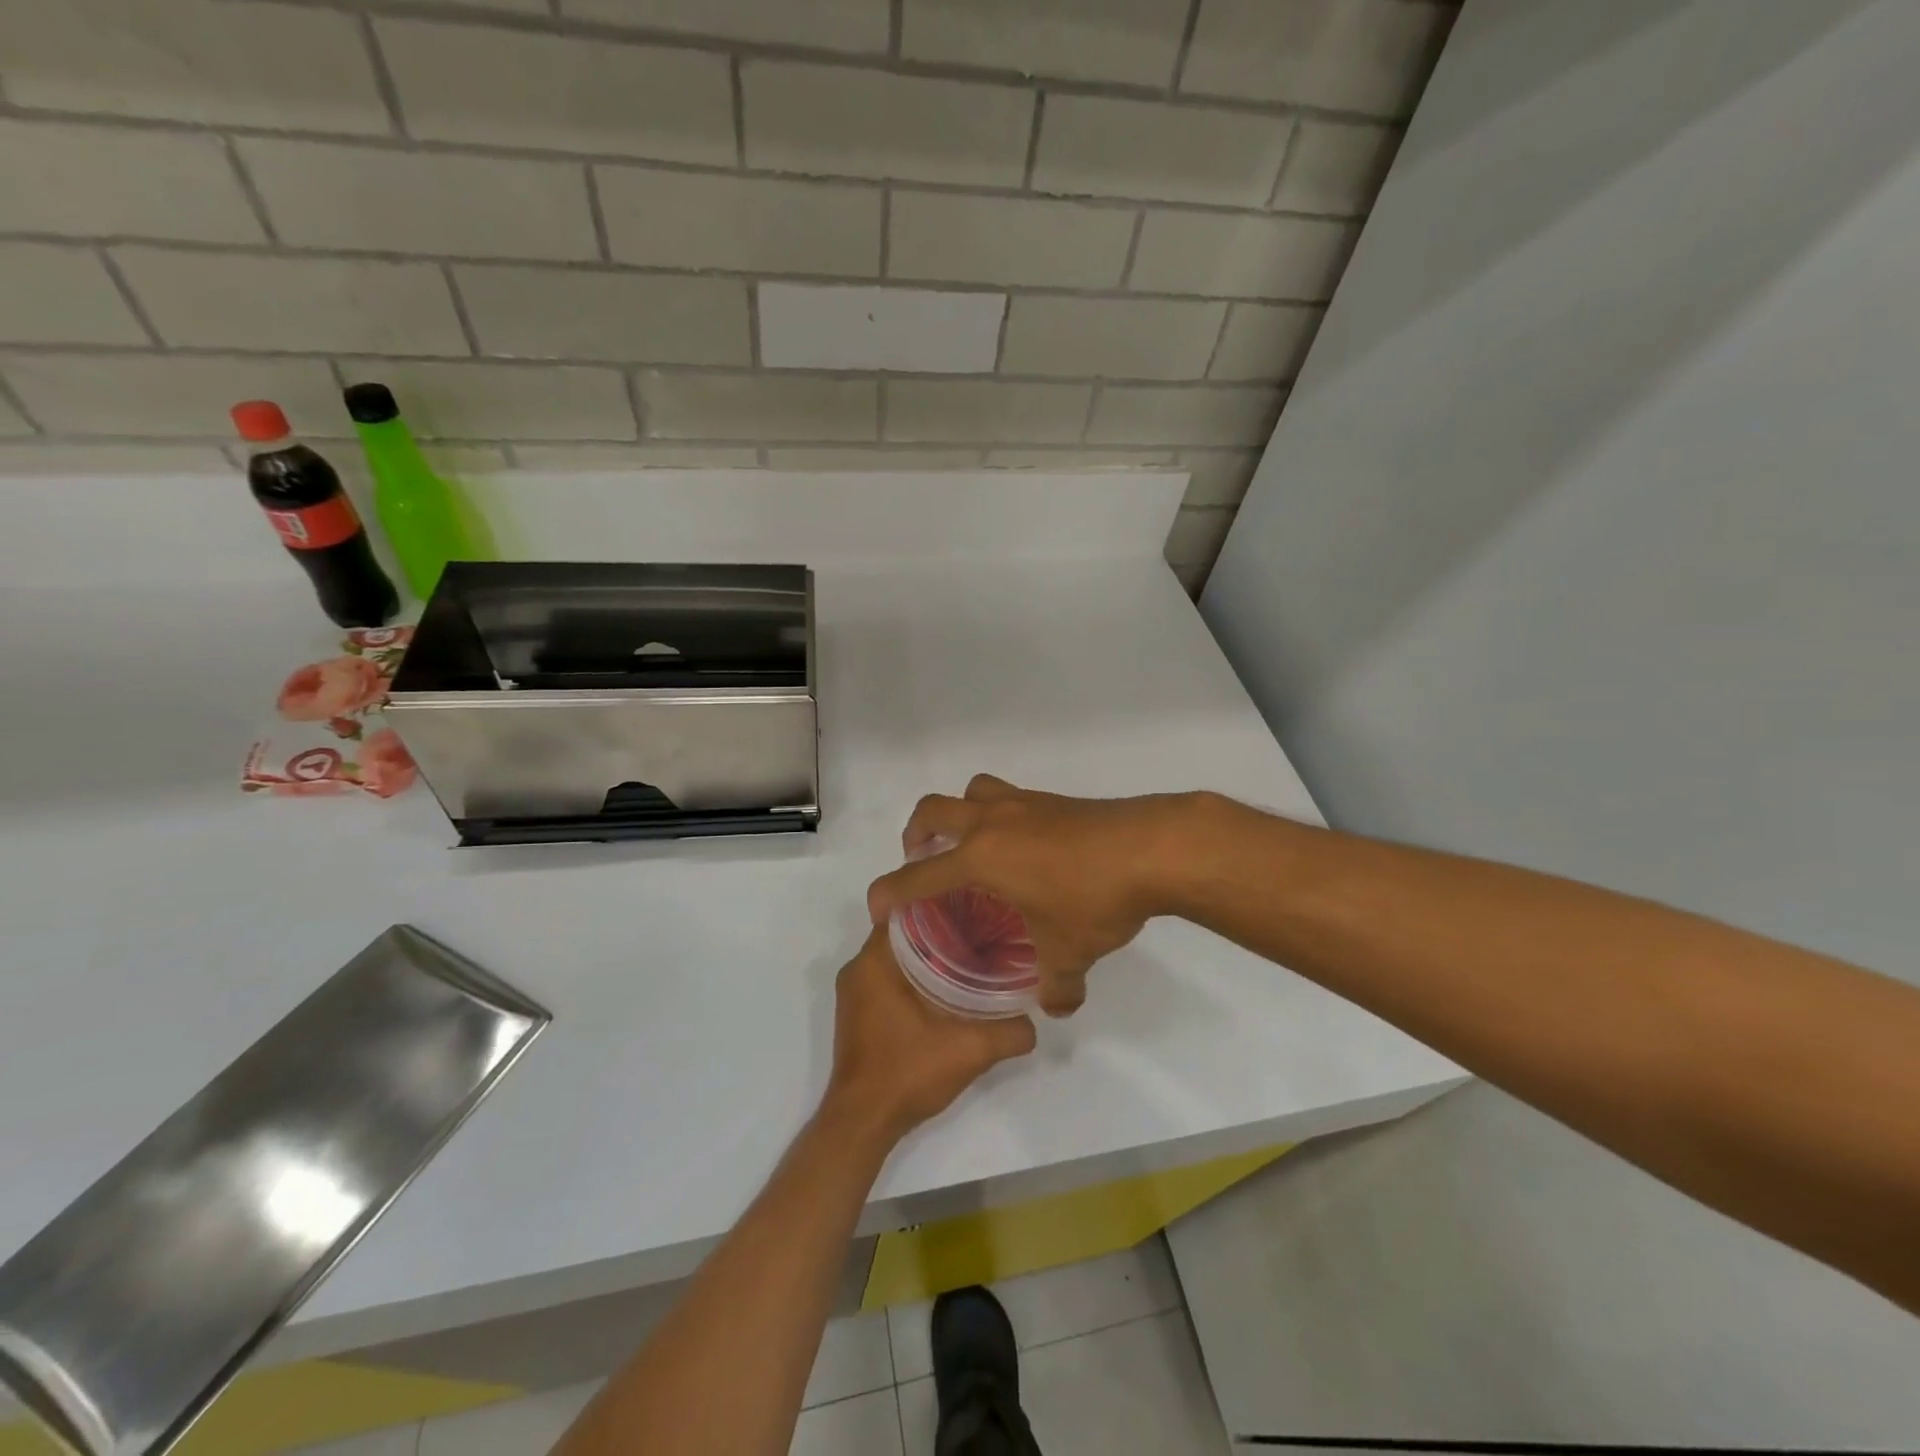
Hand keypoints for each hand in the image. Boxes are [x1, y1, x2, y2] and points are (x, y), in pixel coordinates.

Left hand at [824, 927, 1035, 1143]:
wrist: (863, 1123)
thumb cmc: (907, 1074)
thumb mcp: (970, 1051)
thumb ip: (1009, 1032)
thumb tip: (1034, 1020)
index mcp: (874, 961)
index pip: (907, 909)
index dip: (941, 903)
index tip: (974, 906)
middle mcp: (858, 968)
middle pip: (903, 931)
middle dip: (939, 928)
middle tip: (980, 930)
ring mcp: (854, 992)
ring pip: (895, 956)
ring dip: (926, 954)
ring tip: (968, 955)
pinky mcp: (856, 1013)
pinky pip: (887, 977)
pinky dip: (913, 974)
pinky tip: (944, 988)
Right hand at [866, 775, 1199, 1017]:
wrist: (1152, 847)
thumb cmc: (1095, 898)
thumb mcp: (1070, 952)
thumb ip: (1057, 986)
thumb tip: (1057, 1006)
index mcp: (980, 859)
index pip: (917, 876)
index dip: (889, 893)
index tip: (878, 908)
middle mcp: (992, 822)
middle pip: (931, 810)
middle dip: (915, 835)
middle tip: (924, 861)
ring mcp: (1023, 803)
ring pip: (971, 791)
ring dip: (958, 813)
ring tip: (971, 845)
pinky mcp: (1053, 799)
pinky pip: (1009, 797)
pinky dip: (1000, 816)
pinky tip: (1025, 848)